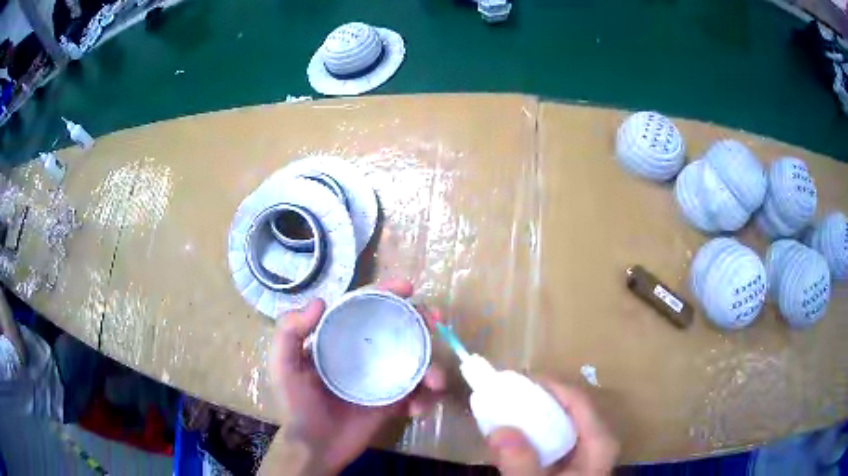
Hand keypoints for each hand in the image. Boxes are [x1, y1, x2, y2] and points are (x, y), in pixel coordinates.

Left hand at [267, 279, 445, 474]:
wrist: (316, 446)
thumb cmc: (297, 404)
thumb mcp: (283, 365)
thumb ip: (289, 332)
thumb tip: (321, 302)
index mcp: (340, 339)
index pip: (365, 307)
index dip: (386, 293)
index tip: (408, 288)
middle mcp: (364, 353)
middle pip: (398, 327)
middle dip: (422, 320)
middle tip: (436, 322)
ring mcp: (383, 377)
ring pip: (416, 360)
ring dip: (433, 366)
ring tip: (435, 381)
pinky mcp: (394, 401)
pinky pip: (418, 393)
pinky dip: (426, 398)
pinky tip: (417, 408)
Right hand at [487, 380, 618, 475]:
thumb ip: (521, 463)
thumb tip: (499, 429)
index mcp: (599, 443)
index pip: (578, 401)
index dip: (550, 385)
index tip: (517, 379)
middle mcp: (597, 442)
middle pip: (571, 408)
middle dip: (538, 398)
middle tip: (506, 393)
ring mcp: (586, 453)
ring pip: (562, 423)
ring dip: (534, 414)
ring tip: (506, 409)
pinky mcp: (572, 464)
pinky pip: (555, 438)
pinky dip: (535, 433)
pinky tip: (516, 436)